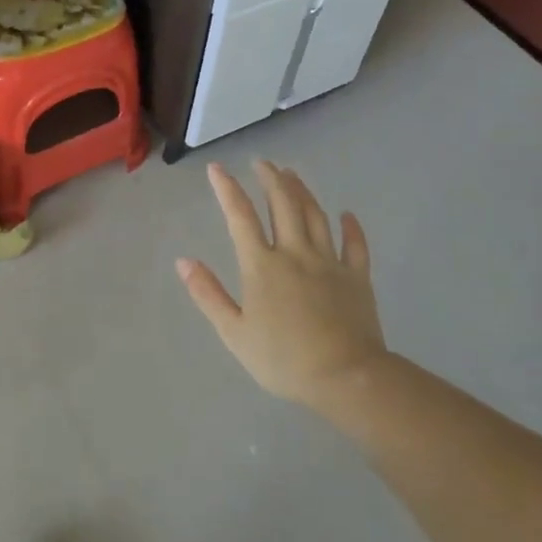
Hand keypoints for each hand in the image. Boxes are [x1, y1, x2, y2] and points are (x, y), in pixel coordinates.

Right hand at [176, 160, 385, 410]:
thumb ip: (208, 294)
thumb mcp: (234, 333)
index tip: (216, 168)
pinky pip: (355, 245)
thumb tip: (184, 261)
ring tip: (292, 174)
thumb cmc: (284, 359)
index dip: (227, 189)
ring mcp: (329, 263)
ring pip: (315, 215)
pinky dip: (351, 227)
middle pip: (283, 204)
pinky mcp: (357, 278)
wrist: (346, 378)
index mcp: (262, 265)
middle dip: (270, 178)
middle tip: (262, 162)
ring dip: (302, 191)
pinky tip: (347, 214)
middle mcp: (295, 253)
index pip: (240, 216)